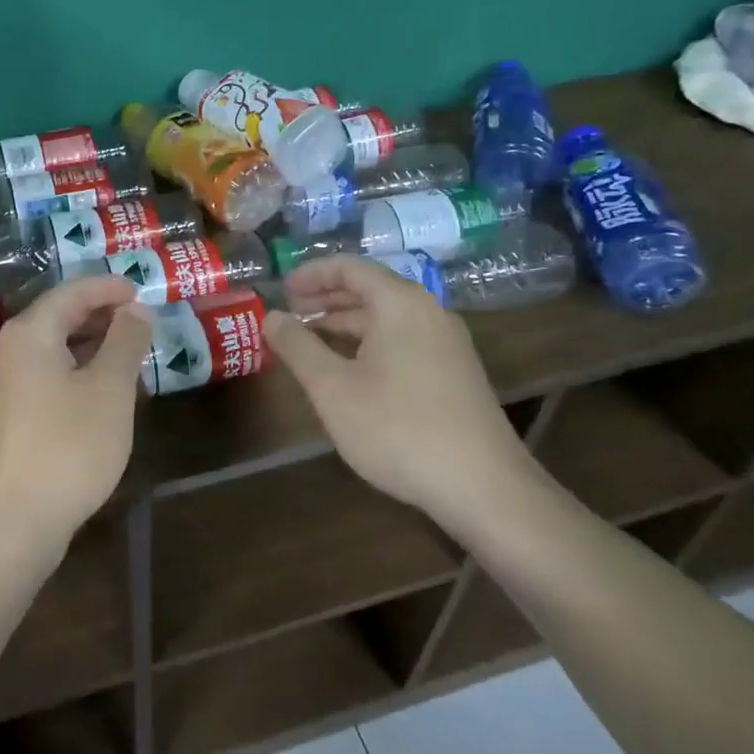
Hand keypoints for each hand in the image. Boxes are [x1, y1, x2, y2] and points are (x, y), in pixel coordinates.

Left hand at [0, 275, 152, 564]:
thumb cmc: (67, 446)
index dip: (109, 287)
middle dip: (102, 314)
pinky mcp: (10, 417)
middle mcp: (10, 351)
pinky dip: (78, 372)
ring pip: (54, 349)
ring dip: (92, 345)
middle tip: (142, 320)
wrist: (11, 523)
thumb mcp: (109, 389)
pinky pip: (48, 376)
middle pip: (59, 317)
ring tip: (131, 353)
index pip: (72, 292)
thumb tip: (135, 309)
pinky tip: (104, 392)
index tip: (142, 289)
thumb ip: (125, 342)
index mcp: (30, 333)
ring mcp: (6, 386)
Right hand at [265, 256, 538, 528]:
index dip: (311, 274)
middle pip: (370, 289)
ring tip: (310, 340)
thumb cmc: (397, 428)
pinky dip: (369, 341)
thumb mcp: (332, 388)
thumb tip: (271, 316)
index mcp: (400, 303)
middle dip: (326, 298)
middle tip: (290, 313)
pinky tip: (350, 369)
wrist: (483, 486)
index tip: (281, 290)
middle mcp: (428, 311)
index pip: (349, 267)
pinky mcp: (455, 371)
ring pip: (387, 316)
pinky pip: (403, 339)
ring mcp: (447, 342)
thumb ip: (297, 347)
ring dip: (346, 322)